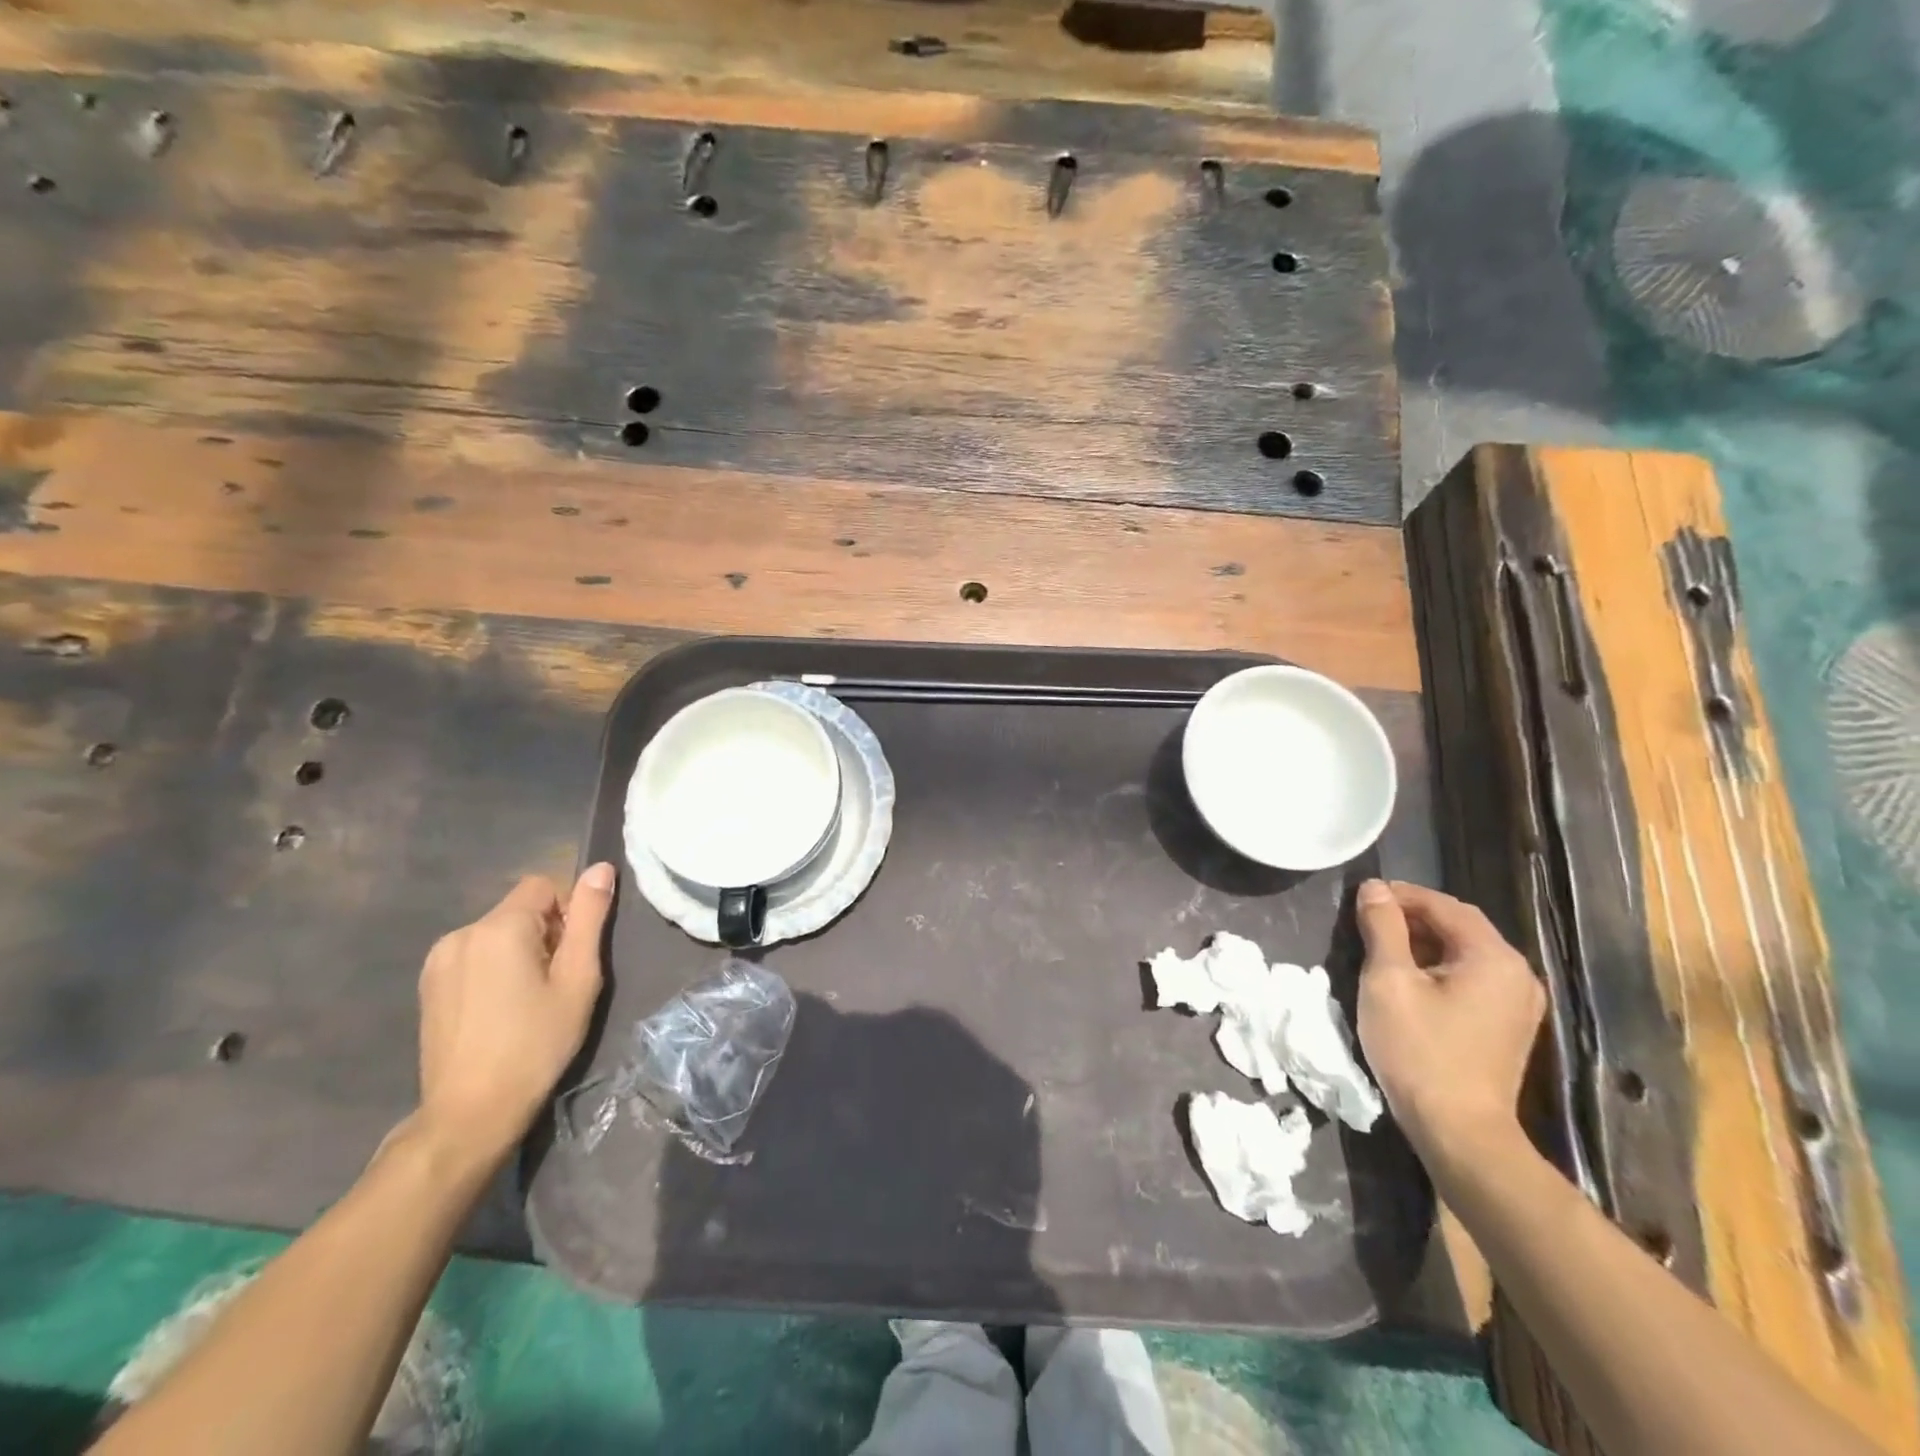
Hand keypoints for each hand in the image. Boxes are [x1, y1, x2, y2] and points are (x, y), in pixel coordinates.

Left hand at [415, 864, 614, 1167]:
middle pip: (519, 908)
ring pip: (497, 932)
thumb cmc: (537, 1043)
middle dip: (545, 932)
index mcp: (499, 927)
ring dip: (519, 950)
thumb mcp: (578, 978)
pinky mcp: (428, 985)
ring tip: (527, 999)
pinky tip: (500, 1009)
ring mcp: (438, 960)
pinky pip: (474, 954)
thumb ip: (590, 918)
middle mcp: (462, 932)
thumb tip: (601, 868)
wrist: (471, 1112)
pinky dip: (494, 967)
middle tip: (555, 982)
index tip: (571, 956)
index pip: (544, 885)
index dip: (568, 912)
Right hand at [1354, 879, 1544, 1176]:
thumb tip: (1374, 888)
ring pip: (1465, 952)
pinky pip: (1473, 978)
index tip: (1363, 897)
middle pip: (1460, 926)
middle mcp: (1517, 974)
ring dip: (1424, 942)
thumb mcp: (1388, 981)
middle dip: (1412, 917)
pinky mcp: (1509, 1026)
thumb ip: (1382, 928)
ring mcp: (1518, 1003)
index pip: (1444, 905)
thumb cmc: (1418, 1050)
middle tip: (1368, 920)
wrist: (1459, 1131)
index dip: (1401, 895)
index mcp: (1493, 957)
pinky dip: (1439, 968)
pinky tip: (1410, 980)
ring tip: (1382, 947)